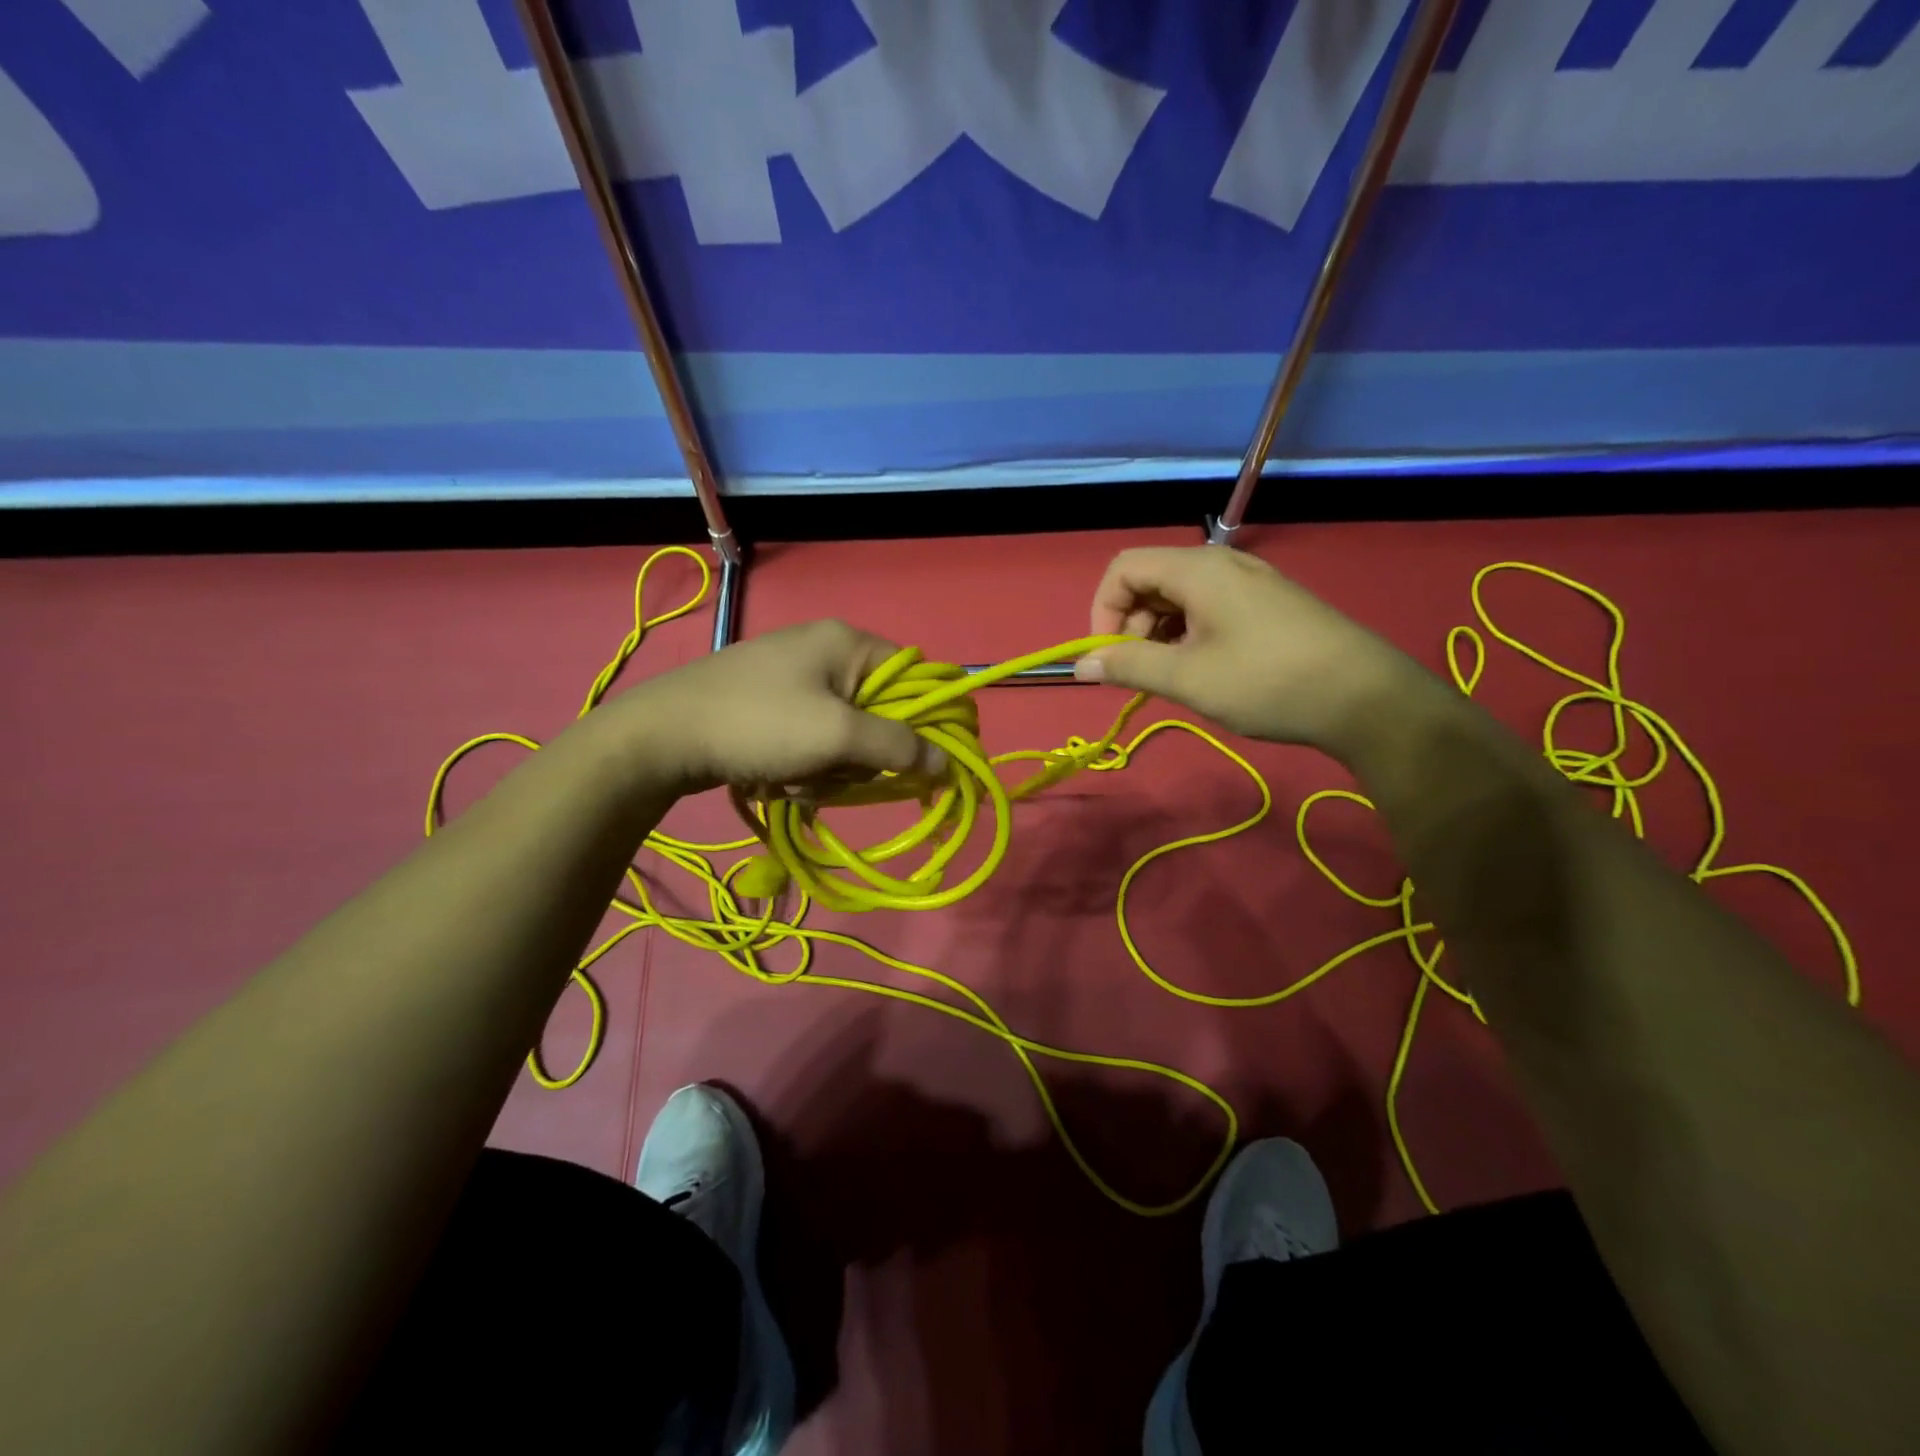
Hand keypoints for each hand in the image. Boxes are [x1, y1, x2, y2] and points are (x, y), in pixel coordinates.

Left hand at [610, 619, 944, 795]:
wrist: (662, 736)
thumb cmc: (759, 724)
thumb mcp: (837, 735)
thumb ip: (898, 746)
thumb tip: (947, 762)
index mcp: (847, 642)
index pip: (915, 677)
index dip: (927, 720)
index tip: (925, 763)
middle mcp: (825, 652)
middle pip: (878, 713)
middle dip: (859, 755)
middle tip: (835, 772)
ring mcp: (794, 679)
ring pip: (844, 736)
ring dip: (828, 769)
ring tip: (794, 777)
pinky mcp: (771, 705)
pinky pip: (811, 740)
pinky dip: (802, 766)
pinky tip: (775, 777)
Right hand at [1077, 546, 1431, 757]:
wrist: (1366, 698)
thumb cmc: (1266, 682)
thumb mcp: (1188, 679)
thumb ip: (1129, 667)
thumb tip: (1082, 665)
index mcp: (1198, 569)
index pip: (1123, 568)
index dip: (1103, 611)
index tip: (1109, 657)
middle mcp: (1221, 564)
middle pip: (1150, 580)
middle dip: (1131, 626)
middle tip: (1141, 673)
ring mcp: (1249, 582)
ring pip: (1179, 597)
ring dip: (1159, 634)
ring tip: (1170, 678)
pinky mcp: (1268, 604)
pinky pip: (1209, 608)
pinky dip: (1189, 635)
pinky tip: (1202, 671)